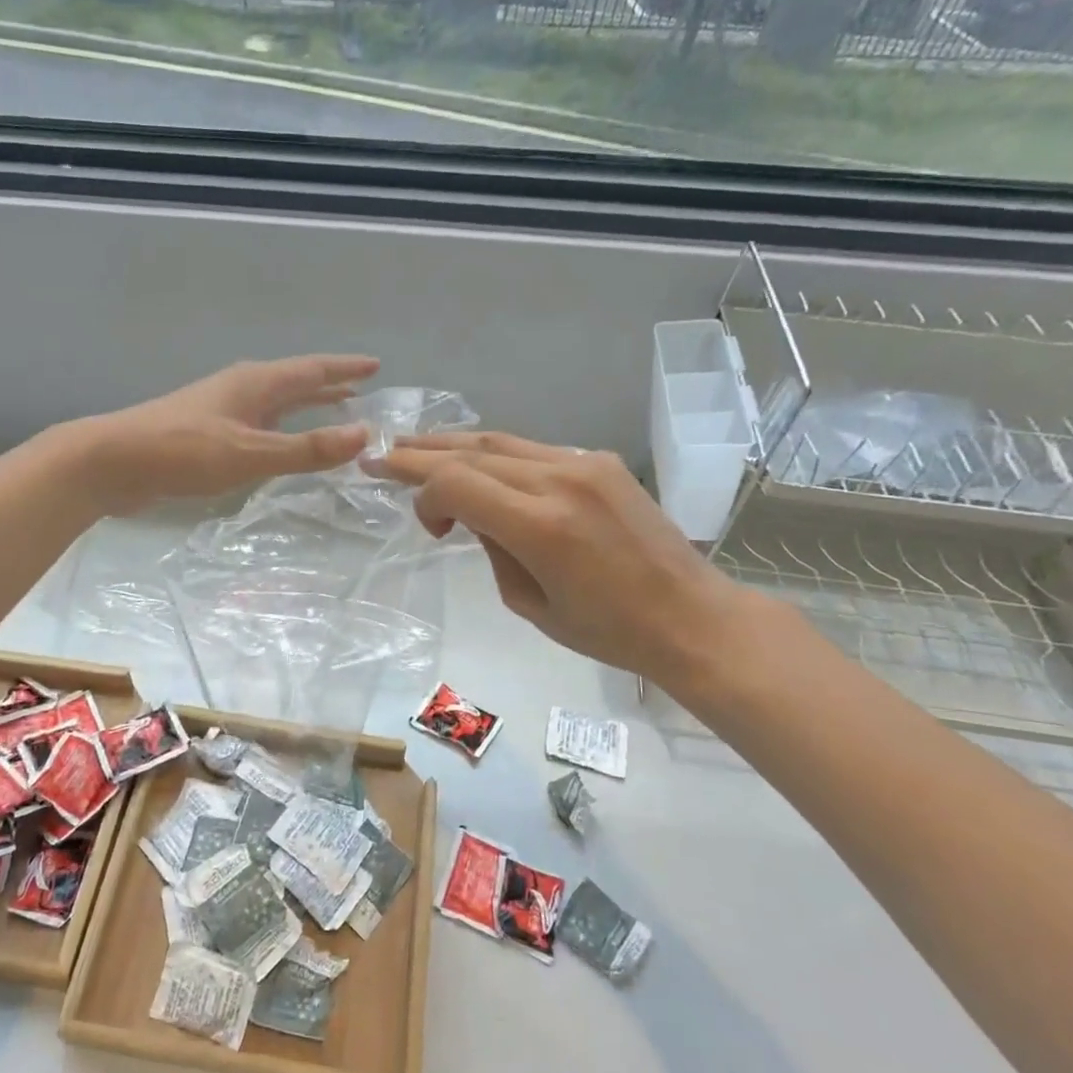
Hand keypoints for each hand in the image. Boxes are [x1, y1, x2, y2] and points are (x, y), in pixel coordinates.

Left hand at [80, 355, 378, 511]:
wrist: (112, 462)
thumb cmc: (184, 452)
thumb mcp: (251, 452)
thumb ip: (306, 448)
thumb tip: (365, 435)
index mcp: (256, 384)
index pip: (312, 370)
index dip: (345, 369)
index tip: (375, 365)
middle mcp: (242, 389)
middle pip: (295, 382)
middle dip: (329, 386)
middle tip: (361, 389)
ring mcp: (222, 409)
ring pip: (276, 403)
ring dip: (306, 406)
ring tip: (332, 411)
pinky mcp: (207, 432)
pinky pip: (260, 424)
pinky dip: (282, 428)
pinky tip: (280, 443)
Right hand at [370, 431, 758, 696]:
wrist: (690, 615)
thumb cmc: (608, 631)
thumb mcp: (529, 604)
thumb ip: (491, 549)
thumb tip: (474, 514)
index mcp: (541, 526)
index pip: (456, 483)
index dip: (422, 492)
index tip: (423, 523)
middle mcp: (560, 480)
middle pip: (472, 452)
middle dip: (421, 454)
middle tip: (381, 455)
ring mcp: (584, 463)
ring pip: (500, 440)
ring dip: (454, 445)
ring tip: (415, 447)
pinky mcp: (600, 461)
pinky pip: (532, 449)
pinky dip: (495, 454)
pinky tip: (476, 463)